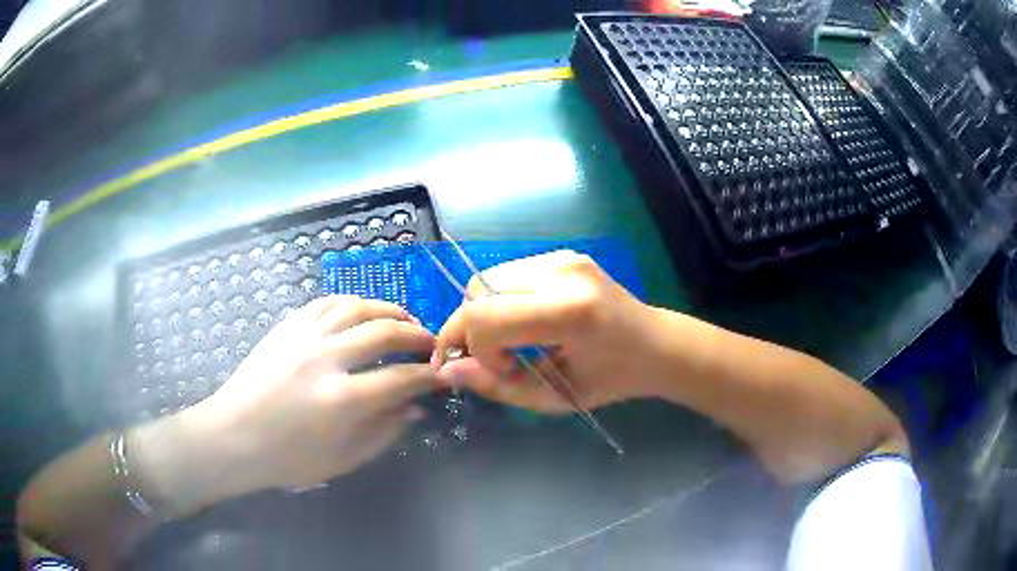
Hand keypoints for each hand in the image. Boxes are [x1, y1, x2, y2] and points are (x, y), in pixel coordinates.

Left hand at [141, 296, 446, 511]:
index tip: (443, 375)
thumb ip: (384, 432)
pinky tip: (362, 311)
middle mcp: (325, 358)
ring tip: (403, 320)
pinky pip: (326, 302)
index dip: (428, 376)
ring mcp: (303, 337)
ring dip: (387, 310)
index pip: (400, 379)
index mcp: (341, 399)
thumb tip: (414, 408)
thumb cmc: (287, 458)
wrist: (233, 436)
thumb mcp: (343, 459)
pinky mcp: (286, 327)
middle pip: (383, 332)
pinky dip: (352, 302)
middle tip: (431, 342)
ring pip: (356, 307)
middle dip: (416, 335)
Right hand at [432, 251, 659, 412]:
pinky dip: (501, 302)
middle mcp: (563, 272)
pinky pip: (507, 275)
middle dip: (471, 329)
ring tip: (510, 344)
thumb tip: (446, 370)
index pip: (486, 316)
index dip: (473, 347)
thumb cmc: (613, 380)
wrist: (655, 344)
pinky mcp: (562, 254)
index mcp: (570, 311)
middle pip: (478, 290)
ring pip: (487, 280)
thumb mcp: (555, 397)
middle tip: (494, 360)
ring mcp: (562, 257)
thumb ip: (498, 386)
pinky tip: (523, 324)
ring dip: (484, 314)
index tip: (493, 372)